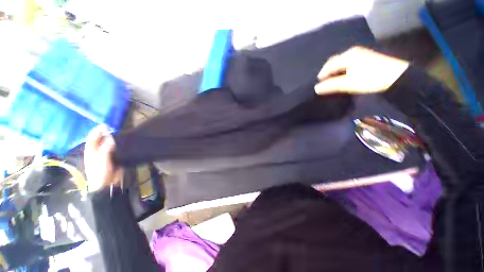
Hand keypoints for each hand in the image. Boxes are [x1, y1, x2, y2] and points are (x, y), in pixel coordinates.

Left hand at [84, 126, 121, 191]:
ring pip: (109, 144)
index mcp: (91, 151)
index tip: (105, 125)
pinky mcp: (113, 158)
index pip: (92, 138)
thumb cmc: (100, 172)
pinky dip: (119, 145)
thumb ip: (106, 149)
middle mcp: (97, 151)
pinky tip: (124, 143)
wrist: (107, 184)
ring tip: (120, 133)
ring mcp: (105, 155)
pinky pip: (116, 149)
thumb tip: (111, 138)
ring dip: (113, 139)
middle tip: (115, 128)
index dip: (97, 131)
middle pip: (100, 140)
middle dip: (106, 134)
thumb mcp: (101, 160)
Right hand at [315, 46, 408, 94]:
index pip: (329, 64)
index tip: (318, 83)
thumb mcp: (349, 83)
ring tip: (332, 79)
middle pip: (335, 61)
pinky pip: (348, 62)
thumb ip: (331, 85)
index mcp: (348, 56)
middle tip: (324, 81)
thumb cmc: (370, 79)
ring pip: (342, 61)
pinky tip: (343, 74)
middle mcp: (352, 52)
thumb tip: (316, 88)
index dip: (322, 74)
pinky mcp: (366, 57)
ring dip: (335, 70)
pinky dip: (342, 68)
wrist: (397, 76)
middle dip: (328, 70)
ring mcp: (360, 53)